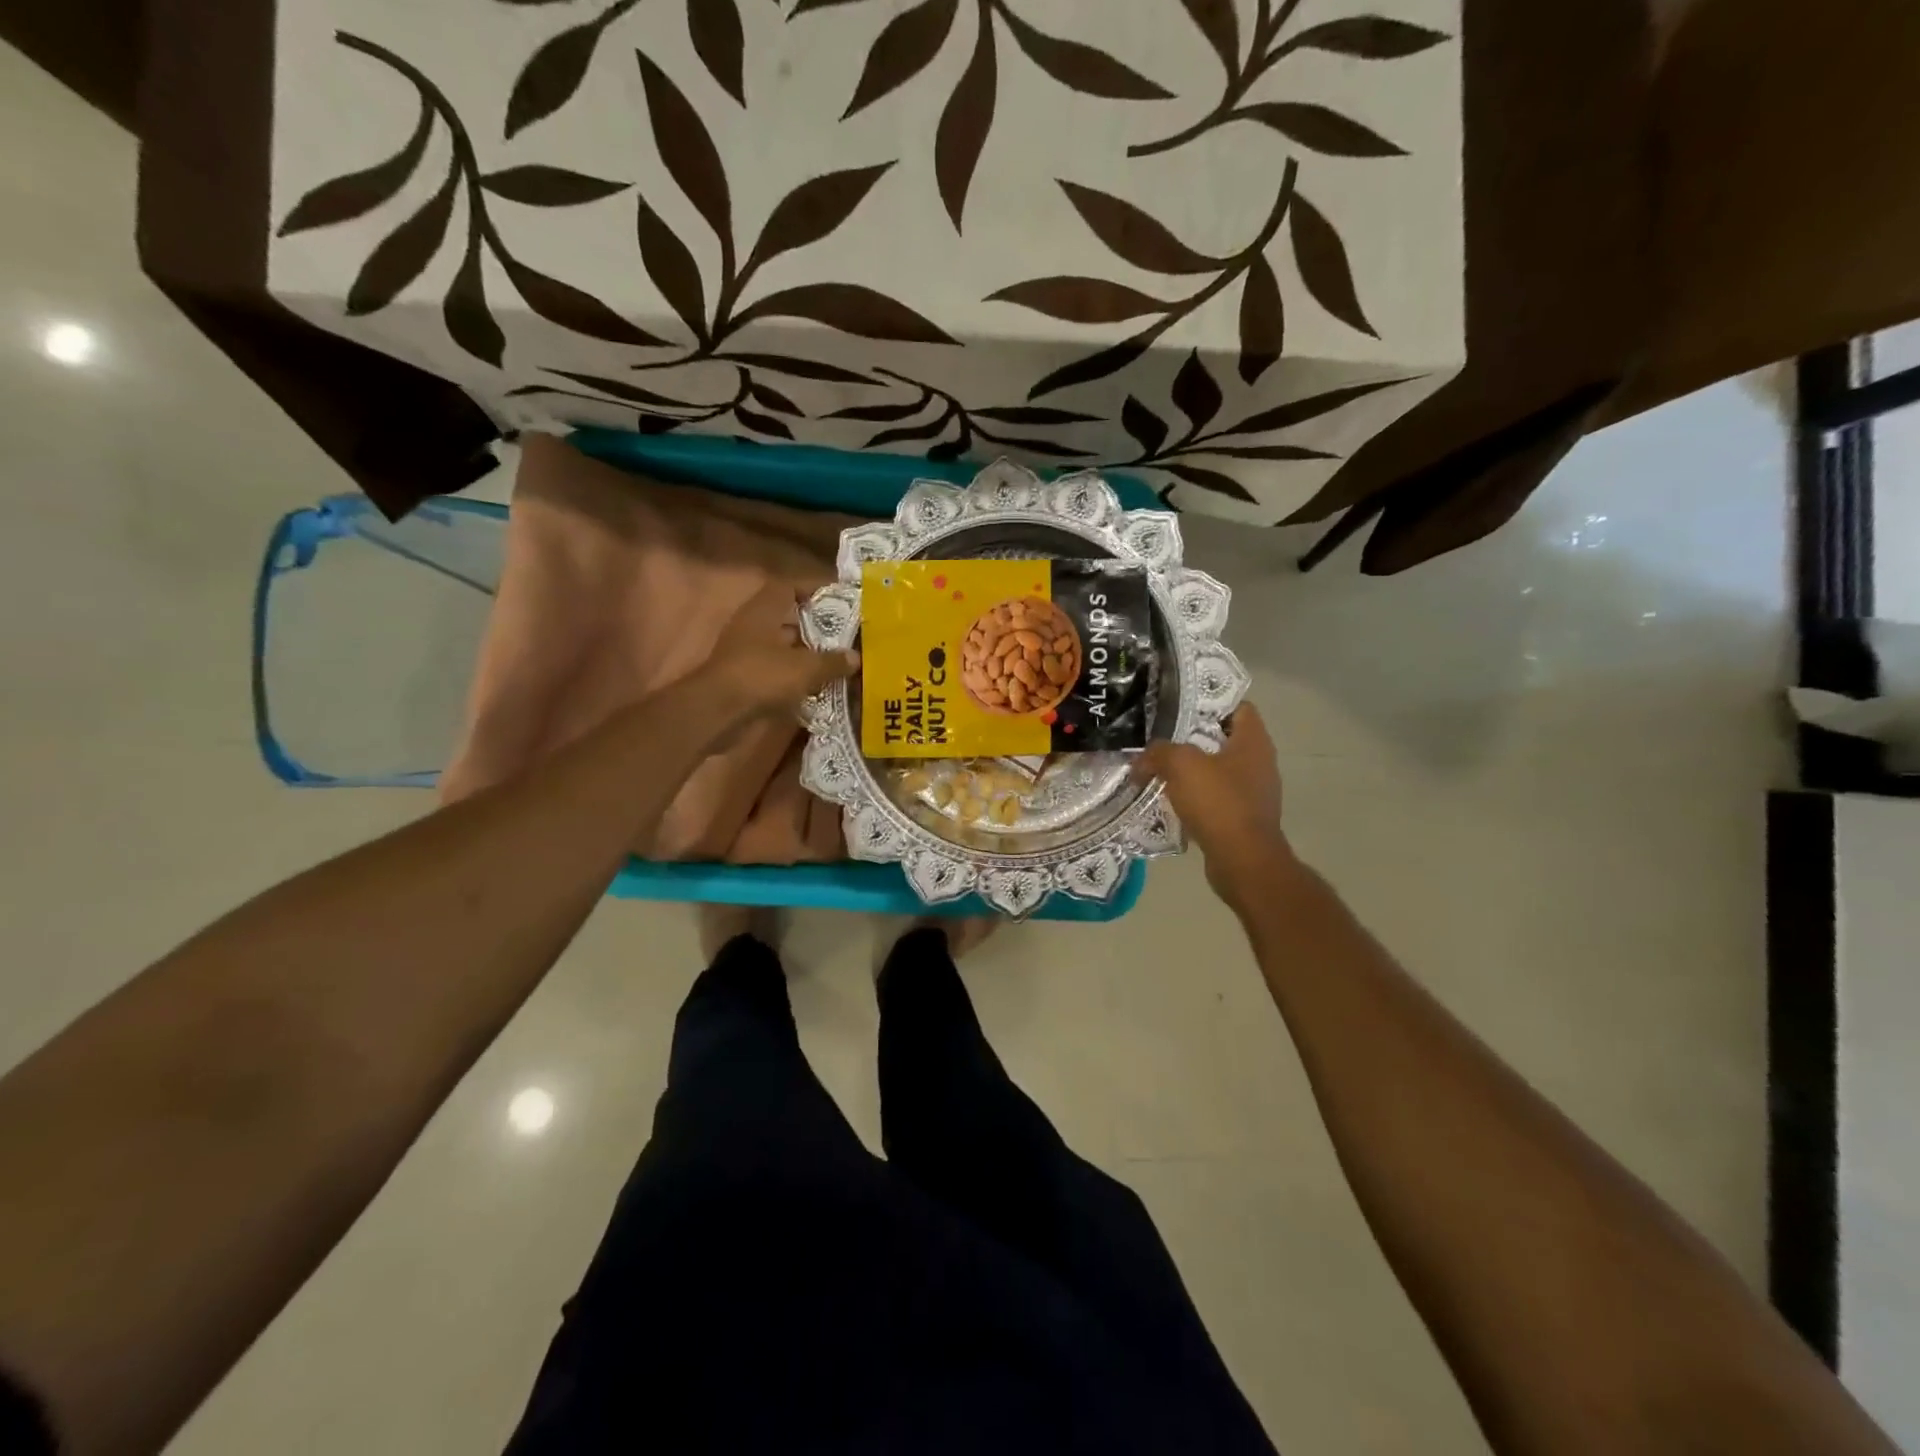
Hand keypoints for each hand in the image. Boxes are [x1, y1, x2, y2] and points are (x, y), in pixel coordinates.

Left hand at [702, 583, 859, 721]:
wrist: (718, 713)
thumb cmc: (762, 676)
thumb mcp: (805, 668)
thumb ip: (832, 661)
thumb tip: (855, 657)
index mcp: (763, 611)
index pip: (788, 587)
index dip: (813, 588)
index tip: (838, 598)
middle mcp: (753, 627)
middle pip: (787, 618)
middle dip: (815, 626)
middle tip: (845, 633)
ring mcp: (746, 653)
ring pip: (782, 647)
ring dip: (806, 653)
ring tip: (837, 661)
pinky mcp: (745, 679)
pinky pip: (776, 671)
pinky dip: (795, 676)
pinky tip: (818, 686)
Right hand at [1133, 703, 1293, 908]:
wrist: (1243, 861)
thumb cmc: (1219, 803)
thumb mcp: (1181, 765)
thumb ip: (1158, 753)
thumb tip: (1141, 760)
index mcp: (1253, 741)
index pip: (1237, 706)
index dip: (1209, 701)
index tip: (1178, 704)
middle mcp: (1260, 762)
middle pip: (1223, 738)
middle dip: (1192, 736)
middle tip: (1160, 735)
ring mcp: (1254, 791)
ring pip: (1217, 769)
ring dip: (1191, 769)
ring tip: (1159, 767)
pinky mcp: (1244, 817)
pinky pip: (1216, 797)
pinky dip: (1195, 796)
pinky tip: (1170, 799)